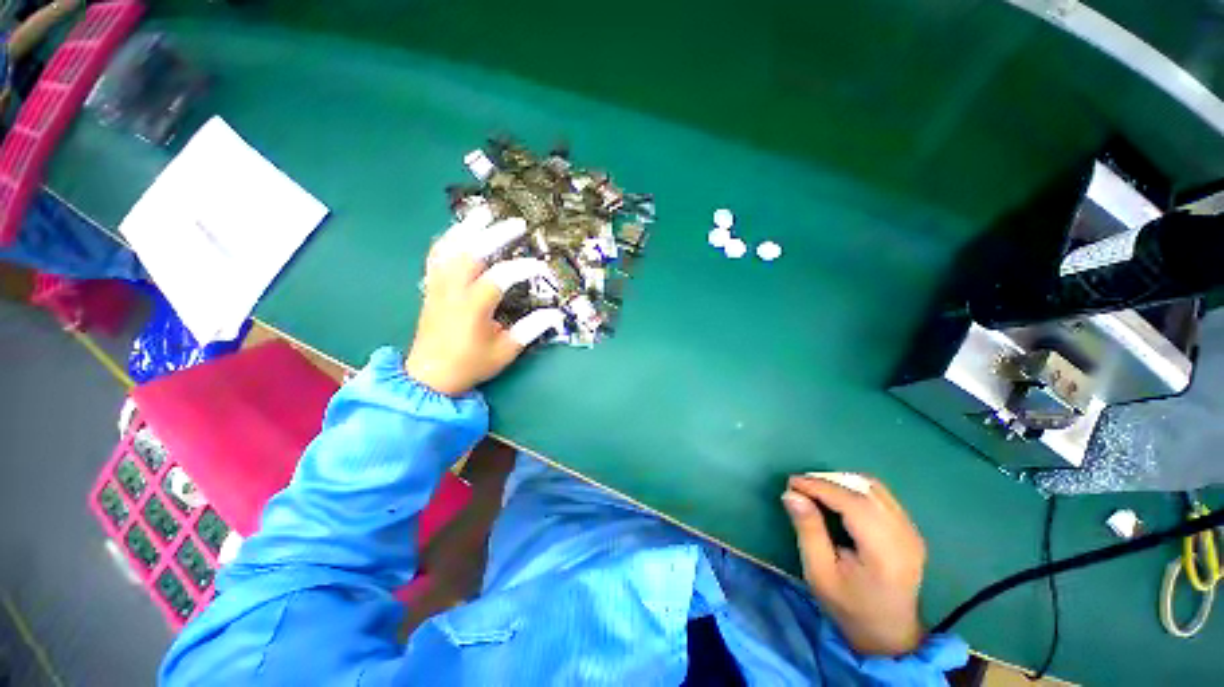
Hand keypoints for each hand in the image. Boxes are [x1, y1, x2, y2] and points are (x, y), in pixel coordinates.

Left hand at [405, 211, 563, 395]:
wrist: (429, 375)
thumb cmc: (470, 364)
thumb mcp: (505, 351)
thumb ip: (530, 329)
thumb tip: (556, 314)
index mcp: (473, 307)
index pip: (500, 277)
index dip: (523, 268)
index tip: (542, 267)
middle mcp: (453, 290)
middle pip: (471, 252)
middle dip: (495, 234)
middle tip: (516, 223)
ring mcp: (438, 285)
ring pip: (449, 247)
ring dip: (467, 228)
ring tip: (484, 212)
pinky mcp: (431, 286)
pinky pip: (436, 255)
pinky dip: (448, 239)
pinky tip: (460, 232)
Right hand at [781, 473, 926, 656]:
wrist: (890, 635)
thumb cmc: (849, 607)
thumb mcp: (819, 574)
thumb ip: (808, 530)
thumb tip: (791, 493)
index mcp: (884, 553)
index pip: (853, 503)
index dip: (820, 486)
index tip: (792, 482)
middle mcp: (904, 536)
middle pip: (864, 489)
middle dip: (828, 480)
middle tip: (800, 486)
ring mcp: (911, 531)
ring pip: (873, 487)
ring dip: (841, 481)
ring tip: (815, 490)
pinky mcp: (910, 529)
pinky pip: (880, 495)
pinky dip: (854, 488)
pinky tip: (837, 498)